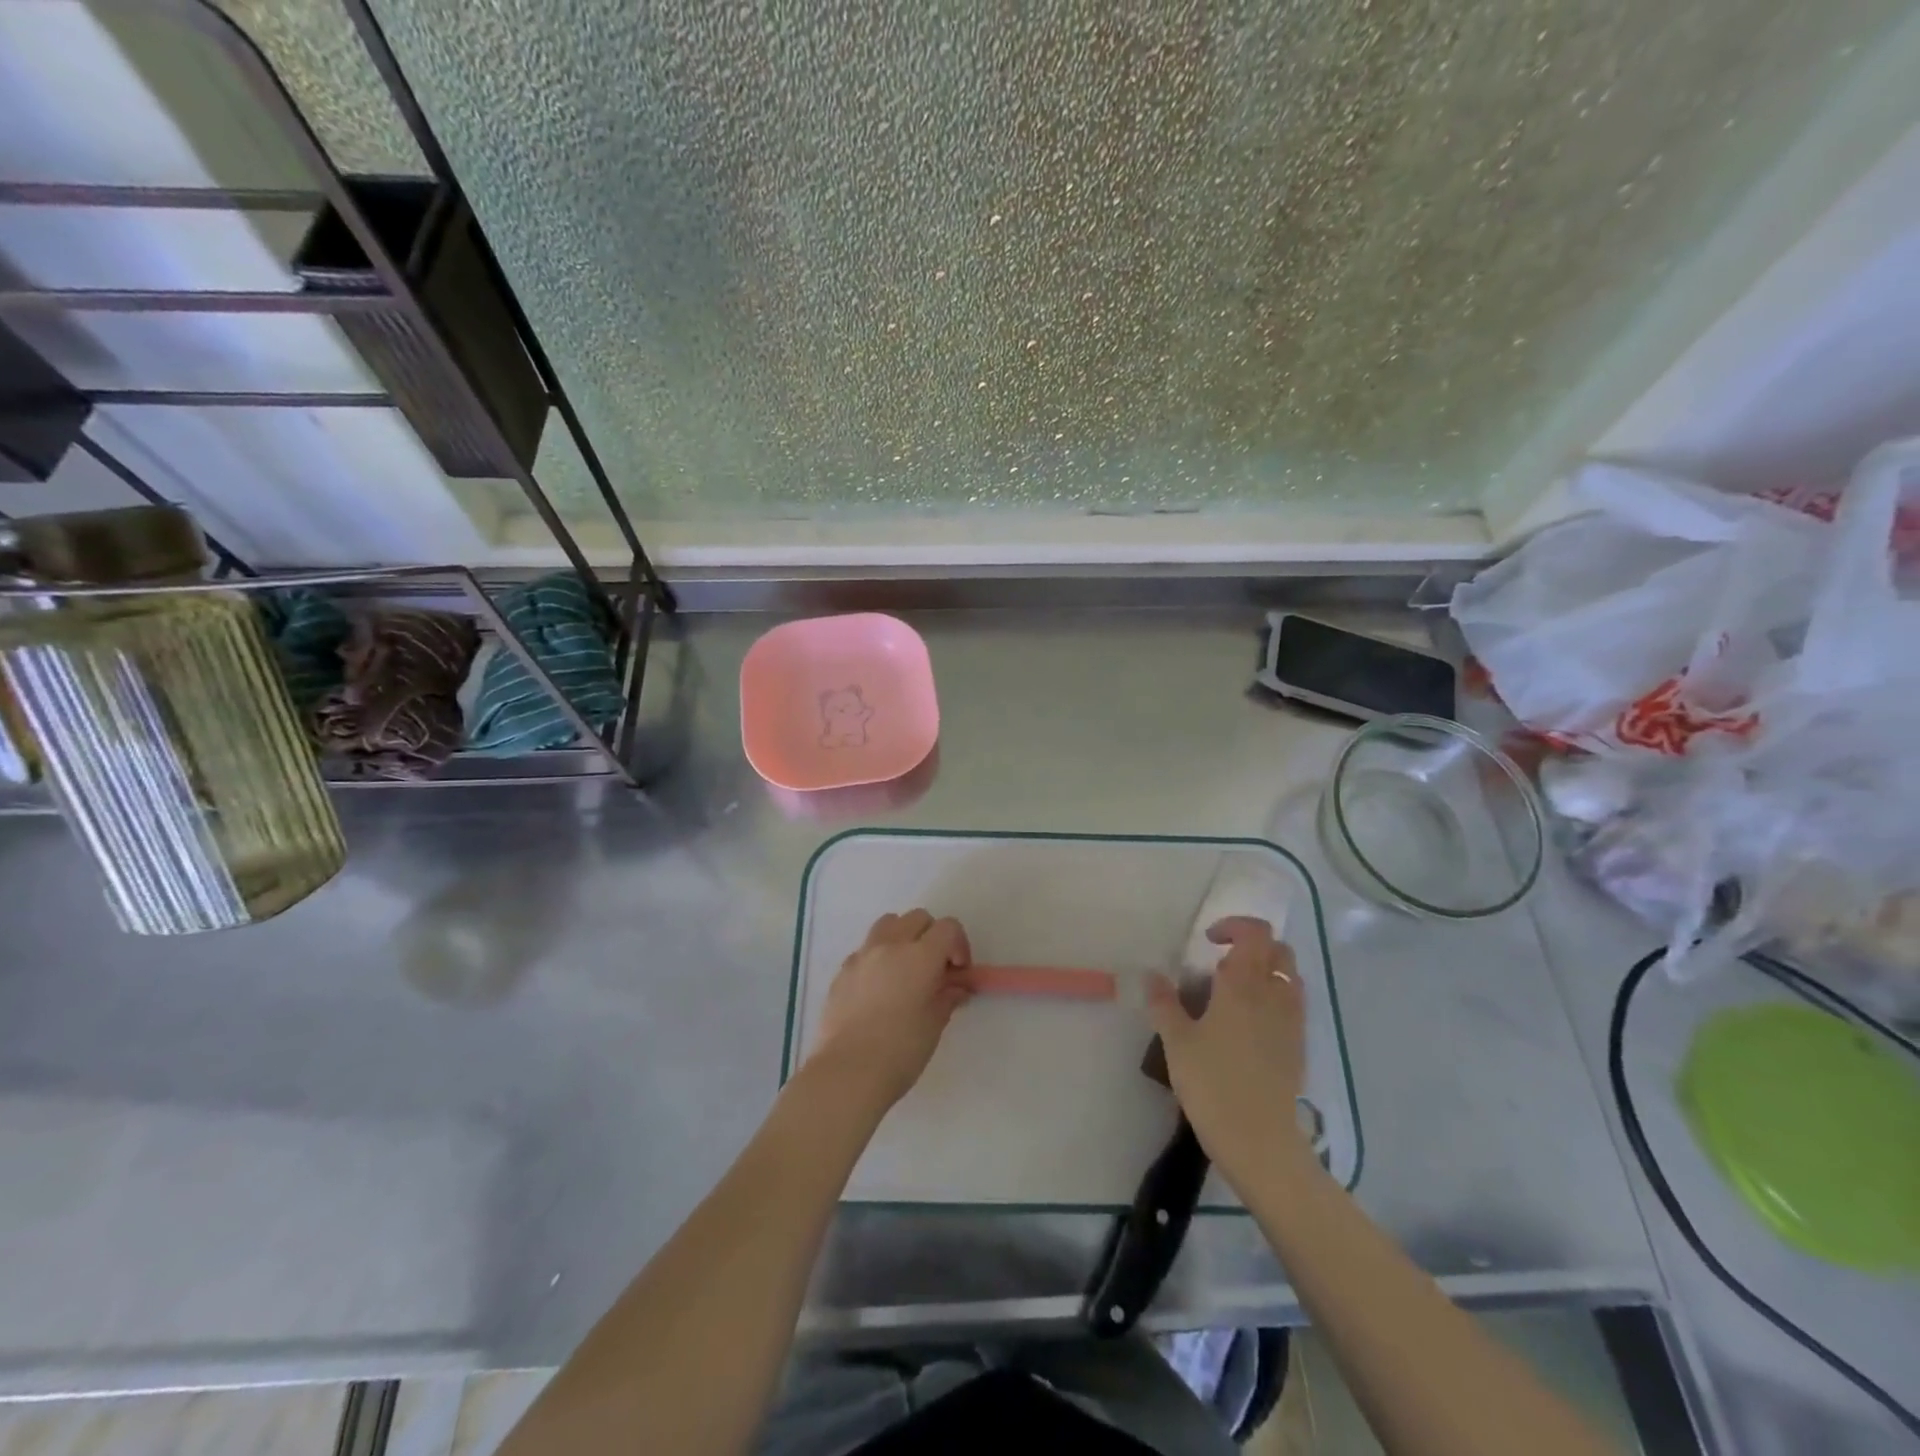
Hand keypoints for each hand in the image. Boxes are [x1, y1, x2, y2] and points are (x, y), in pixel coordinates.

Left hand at [807, 909, 972, 1112]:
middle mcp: (889, 945)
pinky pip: (866, 949)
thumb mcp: (934, 1025)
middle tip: (935, 969)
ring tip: (906, 970)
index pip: (948, 928)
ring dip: (903, 937)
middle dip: (932, 937)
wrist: (846, 1073)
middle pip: (918, 918)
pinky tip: (880, 989)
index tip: (958, 972)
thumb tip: (955, 987)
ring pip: (888, 924)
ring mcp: (862, 956)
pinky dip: (879, 957)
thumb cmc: (899, 1051)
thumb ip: (947, 997)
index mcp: (919, 956)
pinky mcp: (842, 971)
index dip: (959, 945)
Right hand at [1146, 916, 1313, 1189]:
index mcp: (1244, 985)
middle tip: (1220, 963)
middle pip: (1279, 950)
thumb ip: (1164, 1003)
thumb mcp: (1177, 1042)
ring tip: (1235, 992)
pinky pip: (1293, 1004)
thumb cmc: (1214, 1085)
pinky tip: (1249, 1023)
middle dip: (1252, 945)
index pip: (1255, 934)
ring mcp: (1292, 1022)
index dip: (1234, 927)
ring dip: (1267, 971)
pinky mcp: (1299, 1047)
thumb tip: (1151, 974)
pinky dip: (1275, 998)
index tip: (1208, 942)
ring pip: (1290, 977)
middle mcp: (1274, 995)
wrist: (1261, 1142)